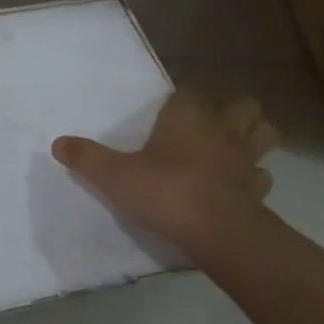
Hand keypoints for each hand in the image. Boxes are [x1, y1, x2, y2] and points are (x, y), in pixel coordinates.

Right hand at [52, 90, 278, 256]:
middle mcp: (222, 129)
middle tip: (211, 128)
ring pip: (264, 134)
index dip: (180, 101)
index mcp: (188, 116)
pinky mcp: (259, 190)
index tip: (168, 113)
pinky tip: (239, 188)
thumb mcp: (114, 175)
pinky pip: (262, 176)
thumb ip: (86, 158)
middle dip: (233, 112)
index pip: (188, 93)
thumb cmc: (164, 191)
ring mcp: (246, 159)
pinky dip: (254, 179)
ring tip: (234, 150)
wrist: (216, 230)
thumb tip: (58, 143)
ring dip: (254, 138)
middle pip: (243, 106)